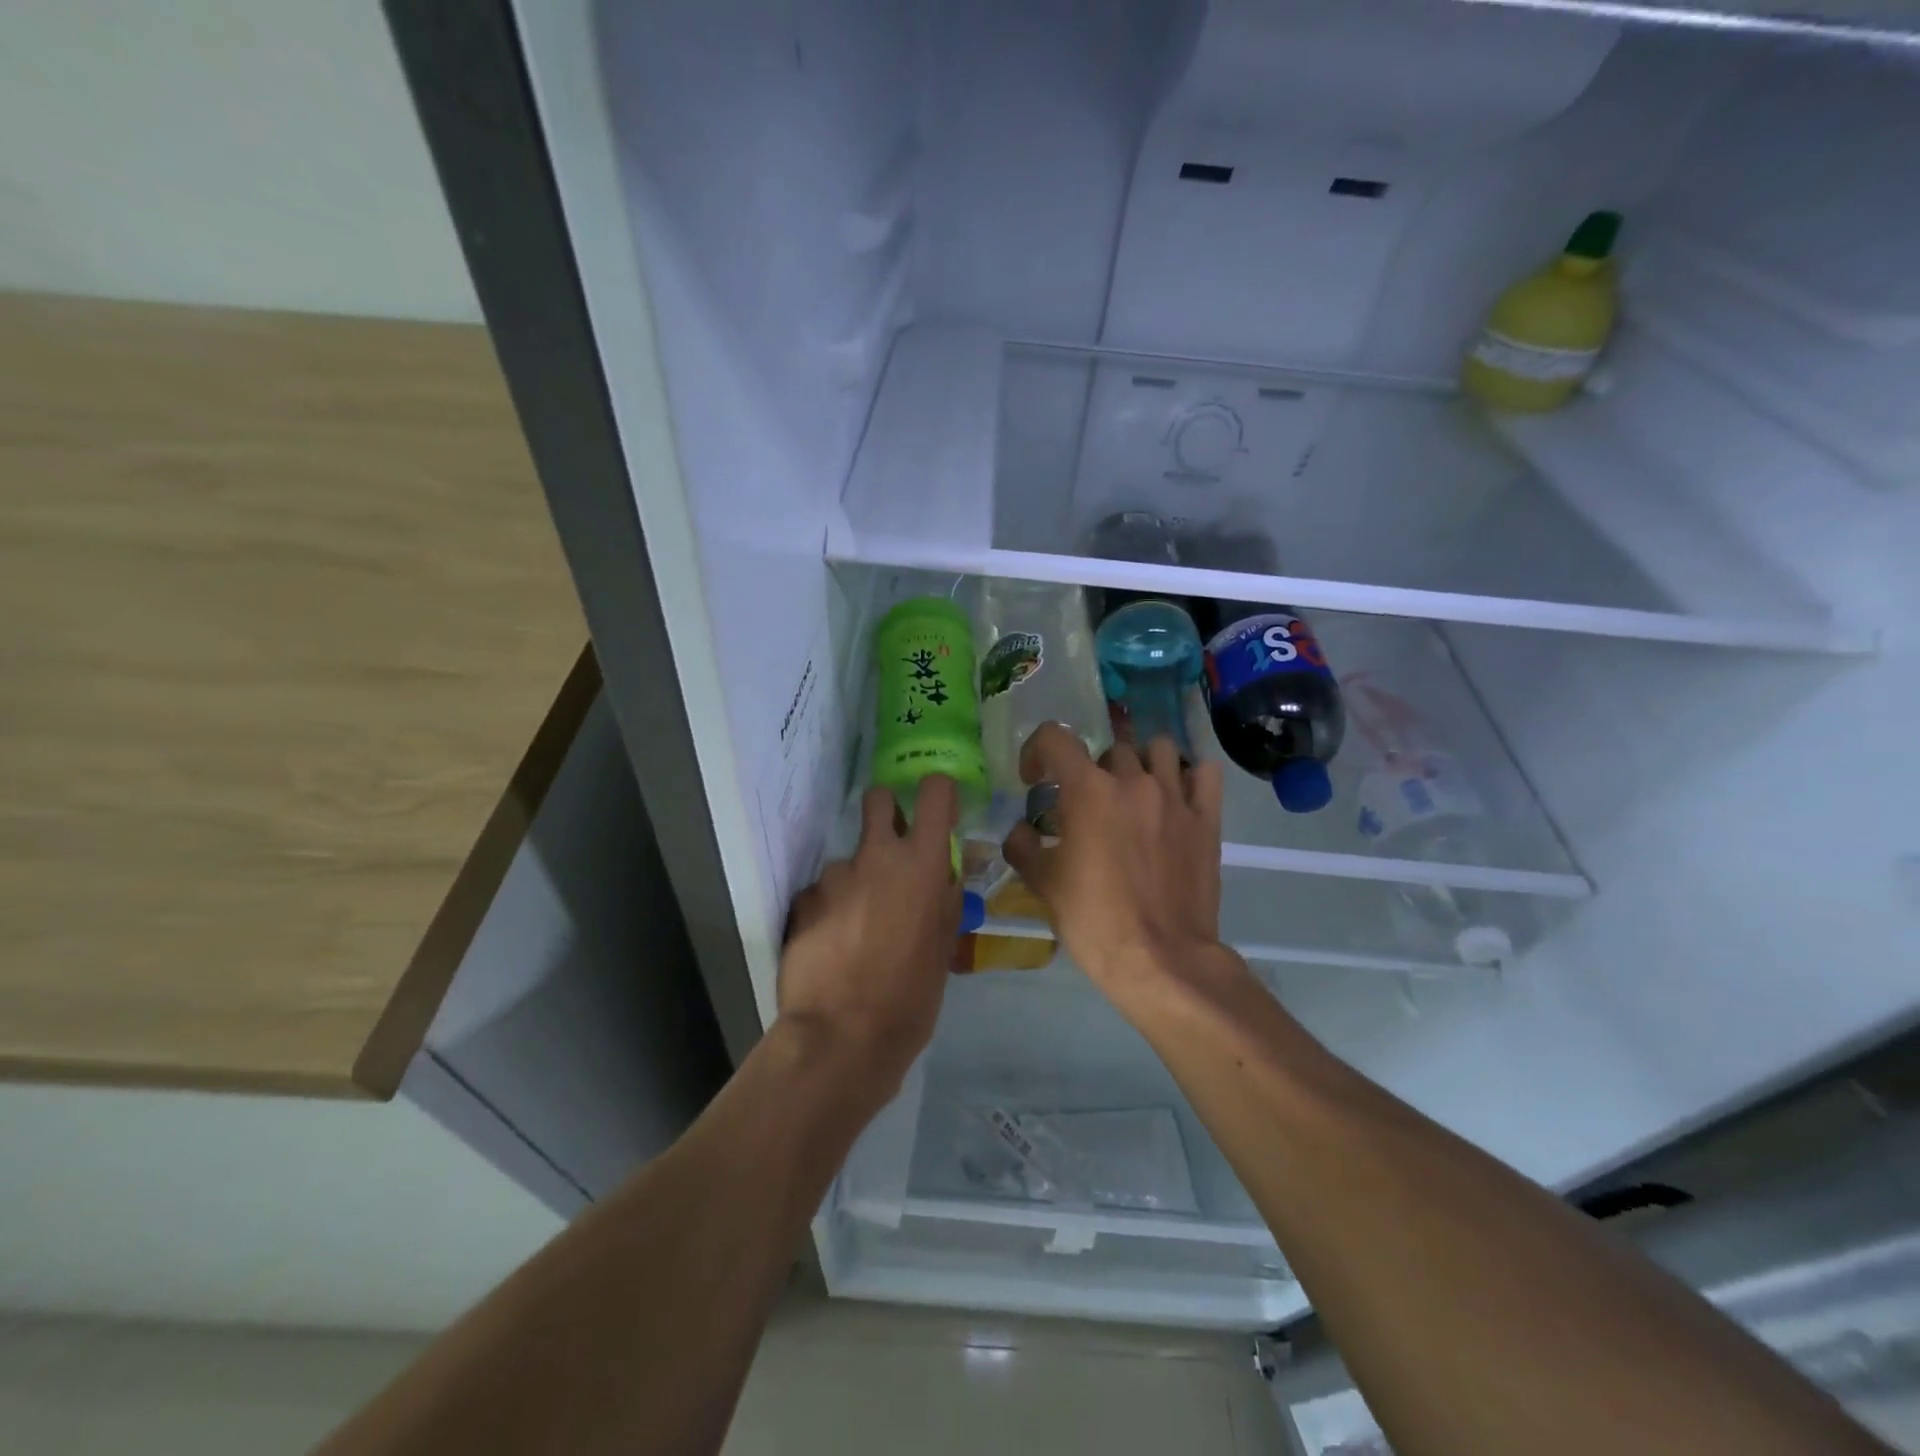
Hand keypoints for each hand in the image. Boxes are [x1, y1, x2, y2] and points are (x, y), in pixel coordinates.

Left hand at [777, 775, 961, 1101]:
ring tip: (858, 930)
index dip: (938, 793)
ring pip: (849, 860)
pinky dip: (829, 910)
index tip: (939, 809)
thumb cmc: (909, 998)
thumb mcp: (943, 950)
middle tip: (891, 850)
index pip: (935, 793)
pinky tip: (833, 946)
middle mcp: (876, 857)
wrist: (841, 1037)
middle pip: (879, 799)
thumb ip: (944, 902)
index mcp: (921, 865)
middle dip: (887, 811)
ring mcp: (834, 877)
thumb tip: (944, 877)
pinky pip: (823, 893)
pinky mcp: (802, 900)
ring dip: (856, 882)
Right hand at [1003, 724, 1242, 1017]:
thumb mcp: (1043, 884)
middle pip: (1109, 748)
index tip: (1035, 779)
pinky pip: (1203, 773)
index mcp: (1088, 791)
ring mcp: (1176, 797)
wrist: (1161, 960)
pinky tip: (1177, 795)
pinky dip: (1188, 775)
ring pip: (1159, 748)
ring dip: (1140, 762)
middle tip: (1086, 804)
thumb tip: (1023, 831)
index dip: (1037, 750)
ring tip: (1133, 792)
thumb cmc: (1094, 920)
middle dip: (1090, 770)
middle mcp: (1133, 781)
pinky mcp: (1207, 819)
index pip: (1056, 737)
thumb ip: (1023, 846)